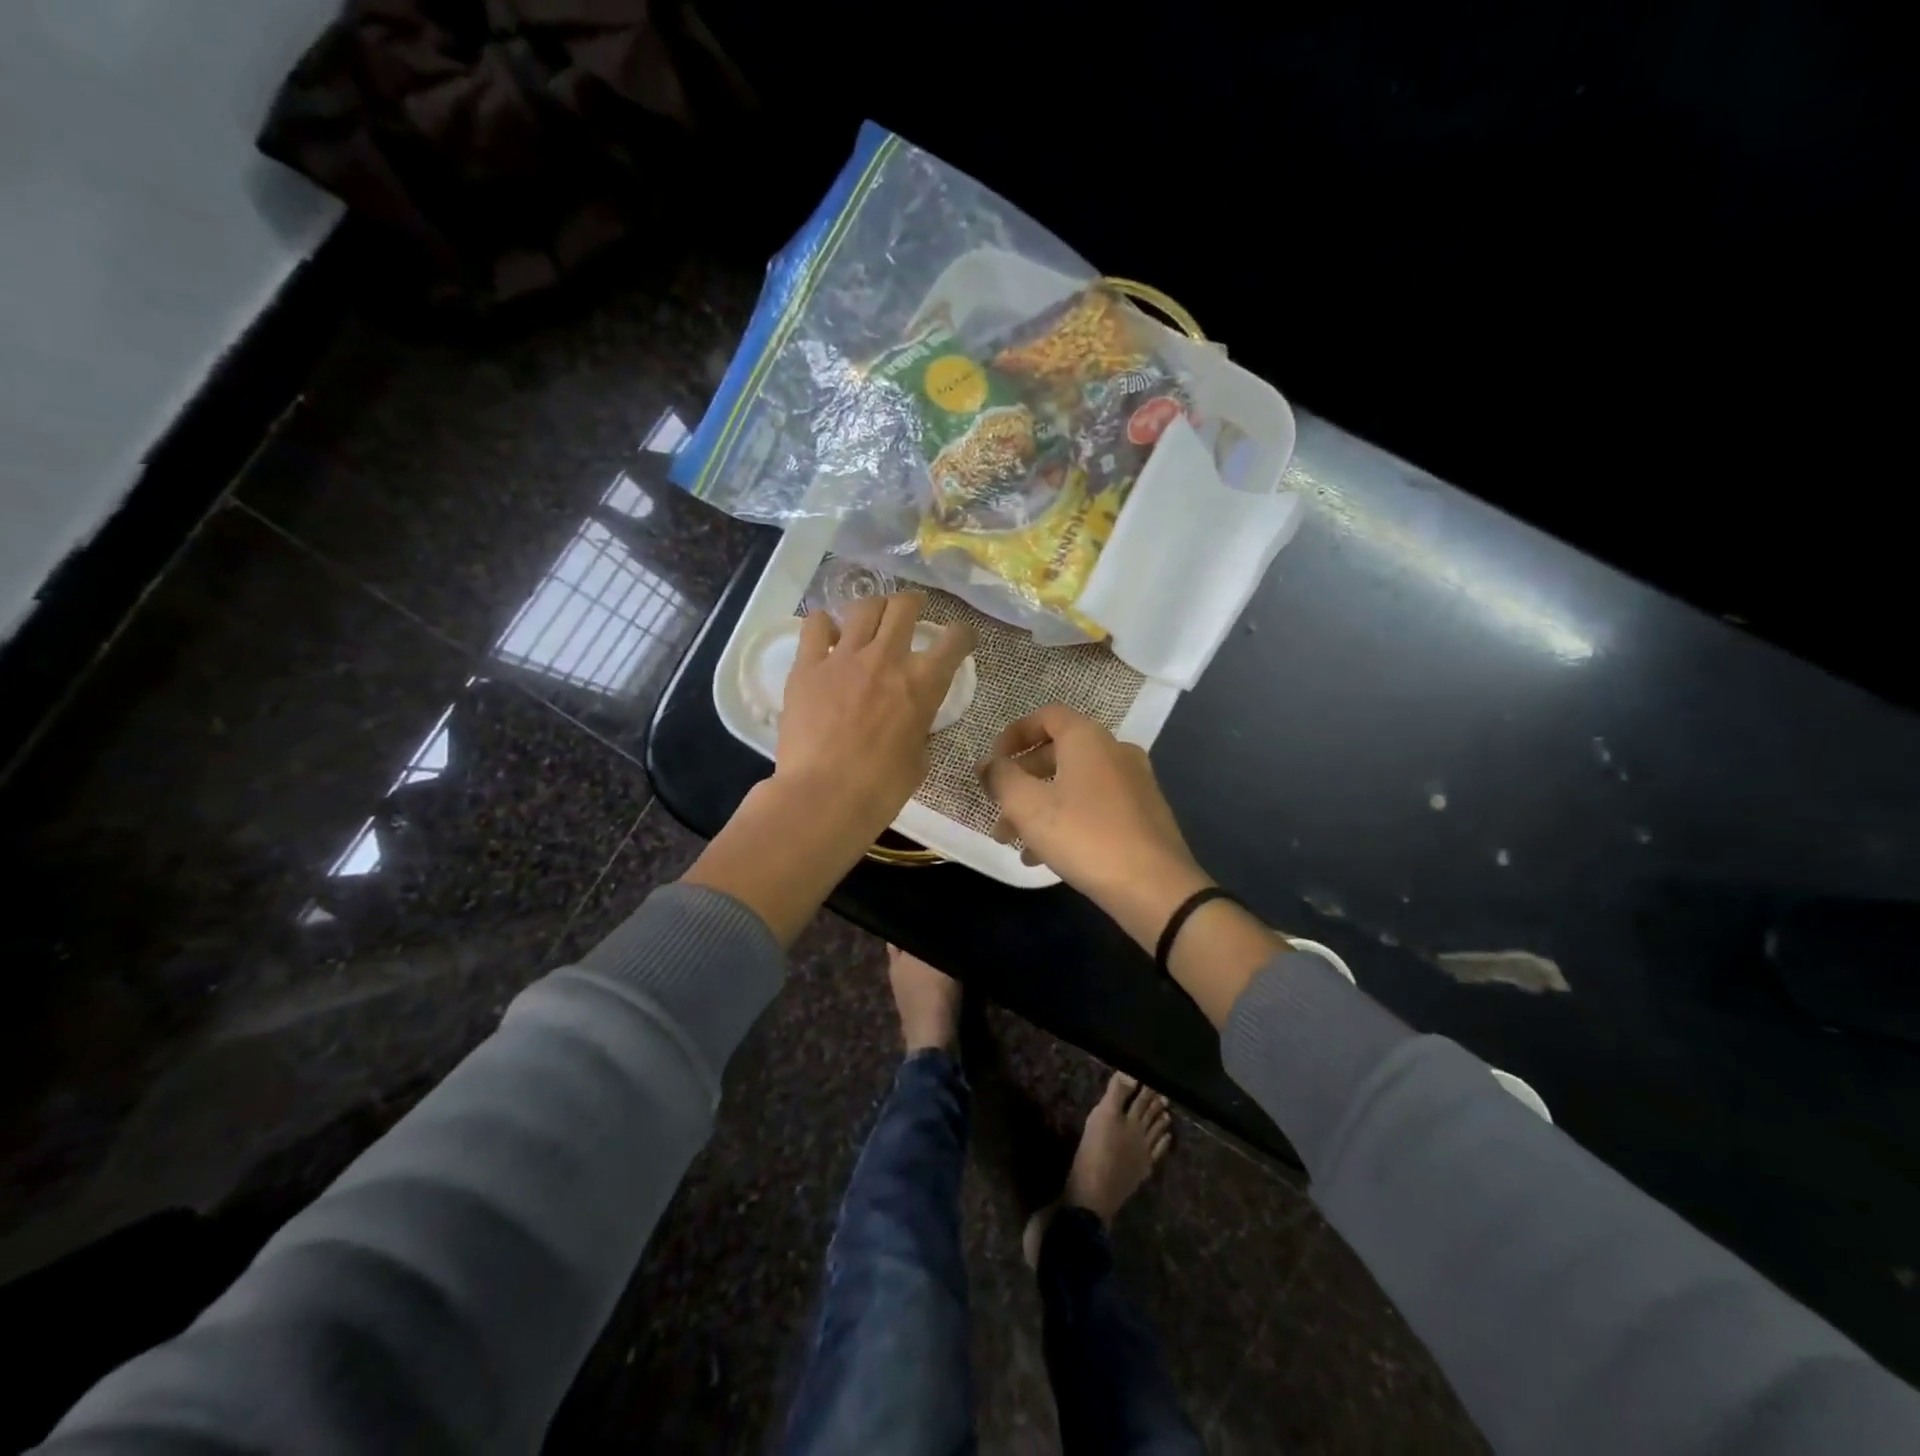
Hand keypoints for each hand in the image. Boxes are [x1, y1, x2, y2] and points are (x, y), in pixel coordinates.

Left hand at [686, 592, 973, 945]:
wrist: (824, 797)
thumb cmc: (881, 789)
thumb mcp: (919, 758)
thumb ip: (918, 727)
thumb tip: (910, 720)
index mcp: (923, 683)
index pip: (954, 640)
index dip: (962, 634)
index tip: (960, 638)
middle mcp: (887, 658)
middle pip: (904, 606)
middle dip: (913, 603)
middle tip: (912, 610)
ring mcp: (843, 657)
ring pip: (863, 607)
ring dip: (873, 608)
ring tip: (871, 617)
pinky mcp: (807, 666)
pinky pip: (816, 626)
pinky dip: (825, 625)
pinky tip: (828, 636)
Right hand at [979, 705, 1213, 948]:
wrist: (1155, 887)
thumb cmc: (1084, 836)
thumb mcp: (1028, 806)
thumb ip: (1001, 778)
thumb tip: (989, 764)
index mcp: (1088, 738)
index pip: (1046, 716)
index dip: (1014, 733)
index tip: (993, 761)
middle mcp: (1114, 751)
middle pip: (1058, 753)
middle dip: (1021, 781)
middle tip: (997, 809)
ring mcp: (1133, 783)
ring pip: (1073, 785)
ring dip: (1039, 807)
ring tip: (1013, 841)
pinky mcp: (1143, 814)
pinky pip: (1094, 807)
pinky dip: (1066, 820)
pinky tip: (1045, 857)